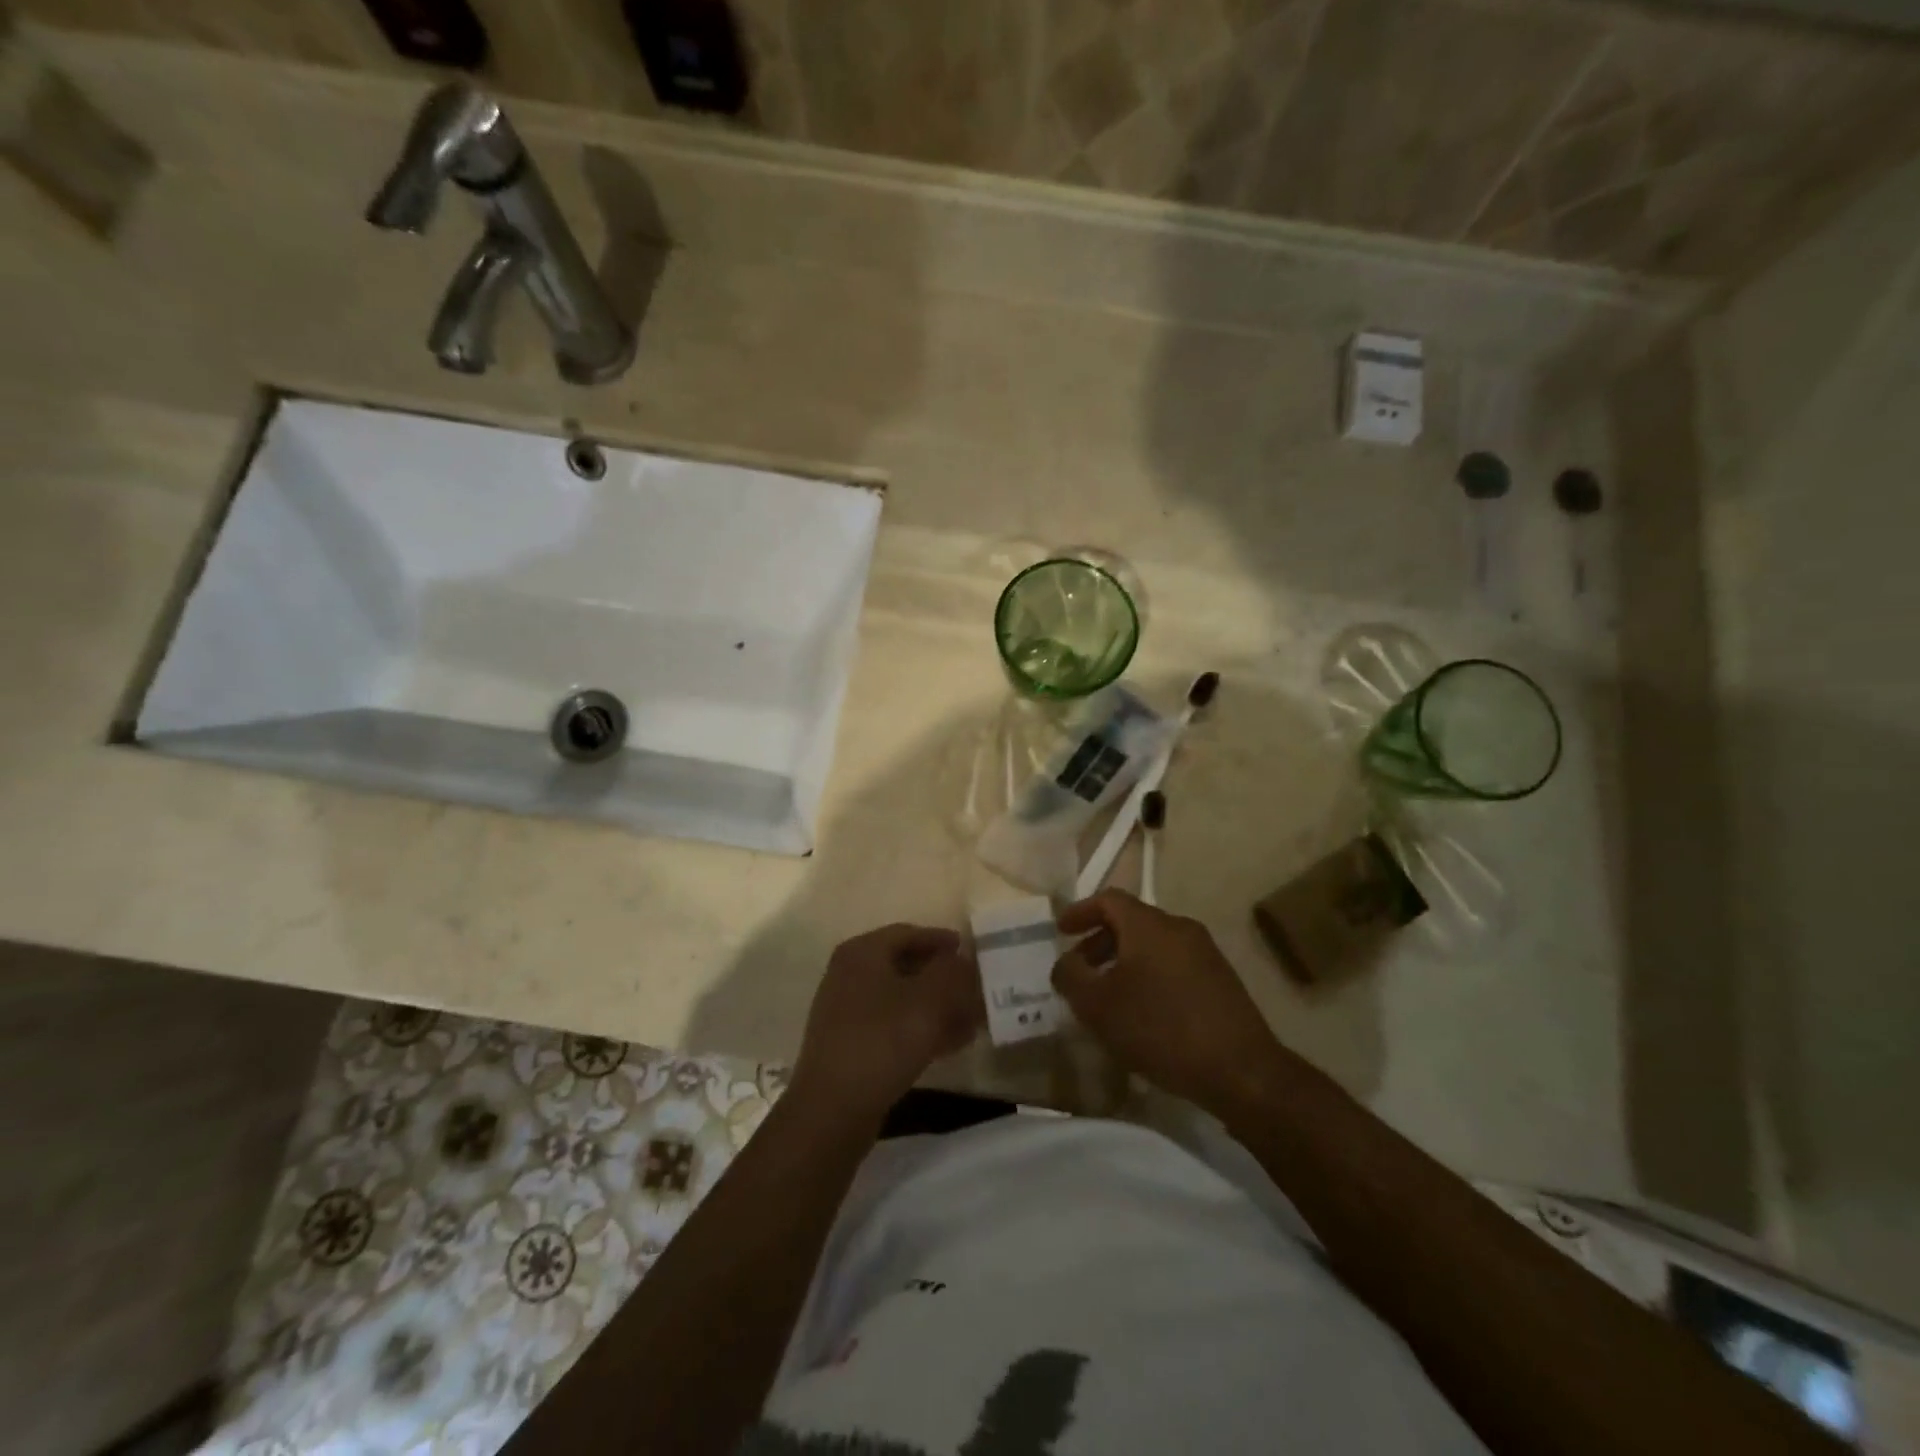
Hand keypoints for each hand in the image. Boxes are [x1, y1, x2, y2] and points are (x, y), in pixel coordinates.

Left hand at [790, 923, 983, 1125]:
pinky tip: (949, 1046)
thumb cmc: (882, 1042)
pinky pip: (892, 1024)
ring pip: (902, 998)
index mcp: (862, 952)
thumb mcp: (929, 1001)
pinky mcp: (850, 1043)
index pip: (909, 933)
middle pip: (906, 965)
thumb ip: (952, 972)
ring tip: (971, 1022)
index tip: (971, 953)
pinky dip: (920, 1028)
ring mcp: (846, 1010)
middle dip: (943, 978)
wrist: (832, 1109)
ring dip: (937, 1006)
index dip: (942, 941)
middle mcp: (850, 973)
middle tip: (975, 991)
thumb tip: (962, 960)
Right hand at [1052, 890, 1286, 1110]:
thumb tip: (1067, 963)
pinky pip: (1173, 964)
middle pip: (1131, 921)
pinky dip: (1149, 975)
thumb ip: (1071, 976)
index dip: (1081, 911)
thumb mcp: (1098, 1006)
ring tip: (1108, 996)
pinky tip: (1143, 1012)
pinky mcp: (1220, 979)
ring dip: (1124, 961)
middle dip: (1100, 942)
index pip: (1108, 899)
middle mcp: (1179, 927)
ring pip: (1153, 945)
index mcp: (1149, 925)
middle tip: (1081, 970)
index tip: (1061, 931)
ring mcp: (1205, 952)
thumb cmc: (1160, 1029)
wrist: (1241, 1070)